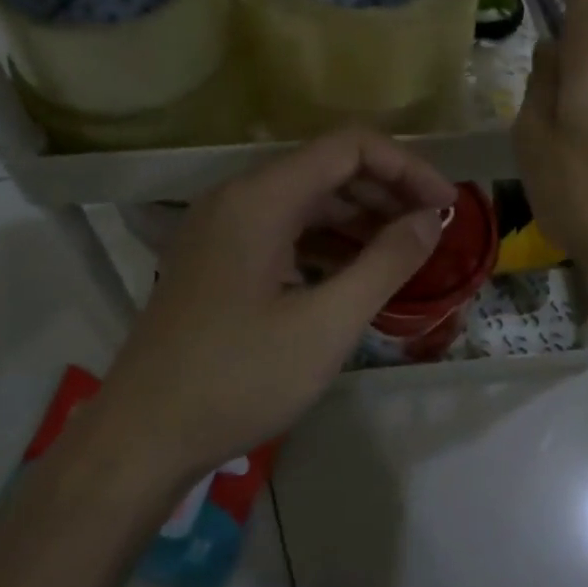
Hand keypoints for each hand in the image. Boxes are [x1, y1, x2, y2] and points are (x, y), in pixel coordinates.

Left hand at [95, 130, 456, 481]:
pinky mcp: (216, 259)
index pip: (349, 147)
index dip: (407, 167)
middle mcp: (237, 198)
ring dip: (359, 217)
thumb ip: (386, 263)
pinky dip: (326, 241)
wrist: (141, 439)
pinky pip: (283, 229)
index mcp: (260, 198)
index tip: (445, 205)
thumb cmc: (238, 379)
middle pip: (327, 168)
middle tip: (432, 229)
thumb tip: (430, 220)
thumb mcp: (326, 325)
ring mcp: (221, 228)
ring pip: (305, 200)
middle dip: (387, 192)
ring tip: (404, 251)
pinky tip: (355, 271)